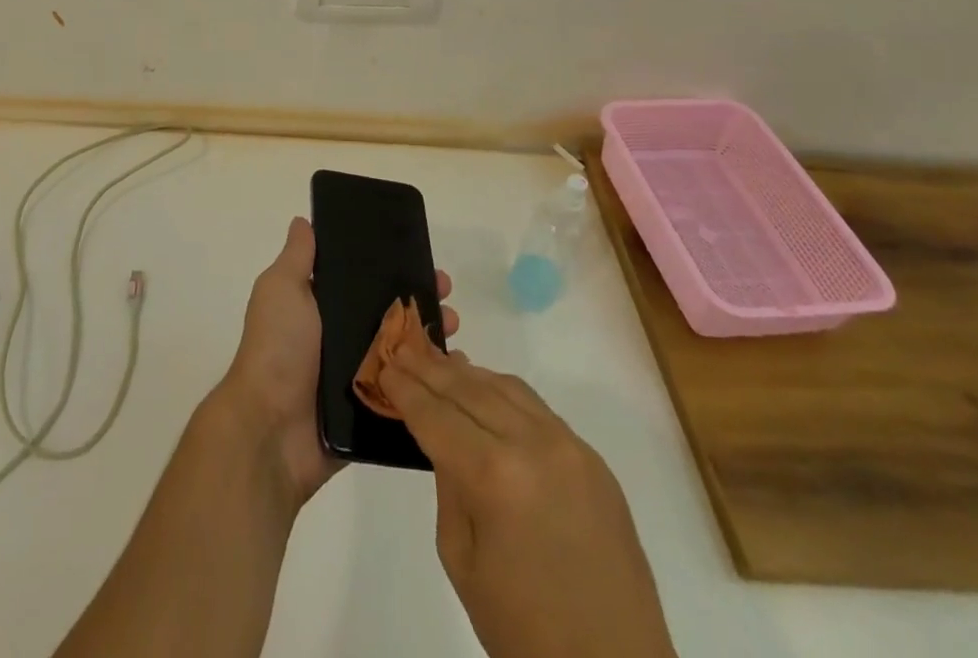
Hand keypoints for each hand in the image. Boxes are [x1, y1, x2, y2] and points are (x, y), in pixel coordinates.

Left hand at [214, 216, 457, 508]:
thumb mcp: (281, 290)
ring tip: (455, 331)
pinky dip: (432, 385)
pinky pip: (410, 396)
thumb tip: (303, 221)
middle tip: (447, 295)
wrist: (271, 429)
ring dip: (432, 340)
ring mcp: (360, 377)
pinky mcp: (374, 413)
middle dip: (421, 302)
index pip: (366, 281)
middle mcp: (343, 339)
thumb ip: (297, 258)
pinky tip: (458, 374)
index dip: (393, 267)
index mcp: (323, 308)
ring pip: (406, 353)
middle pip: (391, 315)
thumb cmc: (277, 348)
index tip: (423, 258)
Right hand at [378, 338, 674, 657]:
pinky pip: (538, 408)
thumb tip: (444, 438)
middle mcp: (533, 445)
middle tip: (403, 348)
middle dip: (431, 369)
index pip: (437, 416)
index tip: (385, 365)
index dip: (406, 389)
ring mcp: (568, 446)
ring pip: (505, 387)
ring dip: (468, 374)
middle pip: (469, 390)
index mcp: (494, 477)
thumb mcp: (462, 561)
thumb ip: (449, 486)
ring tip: (439, 363)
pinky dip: (504, 392)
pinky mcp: (592, 458)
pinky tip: (486, 391)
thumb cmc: (524, 631)